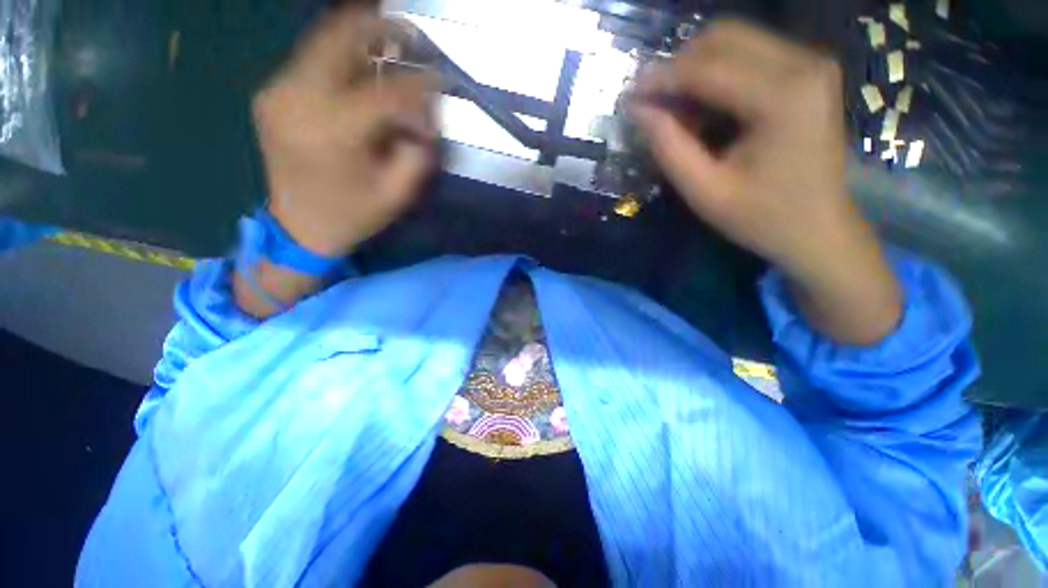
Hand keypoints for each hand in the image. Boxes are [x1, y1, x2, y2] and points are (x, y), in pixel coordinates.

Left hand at [253, 5, 437, 256]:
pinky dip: (342, 59)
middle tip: (411, 35)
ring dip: (361, 39)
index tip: (442, 77)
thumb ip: (418, 150)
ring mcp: (277, 92)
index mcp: (333, 133)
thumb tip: (426, 113)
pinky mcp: (272, 94)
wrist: (300, 228)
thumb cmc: (354, 215)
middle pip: (339, 37)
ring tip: (392, 46)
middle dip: (380, 27)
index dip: (419, 82)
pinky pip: (311, 61)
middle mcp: (297, 99)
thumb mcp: (398, 193)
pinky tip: (363, 70)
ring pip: (322, 41)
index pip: (385, 90)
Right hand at [632, 20, 900, 344]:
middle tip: (652, 106)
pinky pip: (750, 55)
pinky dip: (717, 76)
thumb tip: (638, 110)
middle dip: (677, 68)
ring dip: (696, 71)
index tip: (626, 96)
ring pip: (735, 40)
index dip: (659, 79)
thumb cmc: (762, 219)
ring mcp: (810, 63)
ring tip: (678, 114)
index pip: (706, 67)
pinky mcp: (808, 72)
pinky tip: (705, 111)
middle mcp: (803, 63)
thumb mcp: (705, 192)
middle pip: (723, 37)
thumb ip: (669, 148)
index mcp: (783, 96)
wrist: (820, 229)